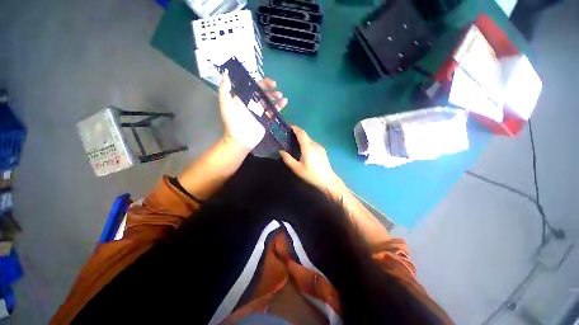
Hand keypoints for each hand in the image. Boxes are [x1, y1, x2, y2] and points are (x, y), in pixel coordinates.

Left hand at [219, 70, 287, 150]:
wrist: (240, 138)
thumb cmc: (232, 122)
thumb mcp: (226, 104)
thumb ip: (225, 90)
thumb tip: (225, 74)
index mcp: (243, 98)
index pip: (253, 87)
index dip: (261, 82)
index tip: (268, 82)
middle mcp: (252, 103)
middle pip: (263, 93)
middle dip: (269, 89)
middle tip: (275, 88)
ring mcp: (260, 112)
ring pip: (269, 101)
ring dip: (275, 96)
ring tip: (280, 96)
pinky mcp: (266, 119)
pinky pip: (273, 111)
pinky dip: (279, 106)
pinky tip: (284, 102)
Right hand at [279, 126, 344, 195]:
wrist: (328, 181)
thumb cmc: (311, 174)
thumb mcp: (297, 168)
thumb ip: (288, 159)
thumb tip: (281, 151)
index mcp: (308, 147)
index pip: (301, 133)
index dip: (295, 128)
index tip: (289, 127)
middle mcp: (315, 144)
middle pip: (305, 136)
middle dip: (297, 134)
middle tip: (289, 138)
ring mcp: (320, 148)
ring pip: (309, 140)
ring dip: (302, 140)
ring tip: (296, 145)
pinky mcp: (323, 152)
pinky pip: (313, 145)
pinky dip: (307, 144)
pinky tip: (304, 151)